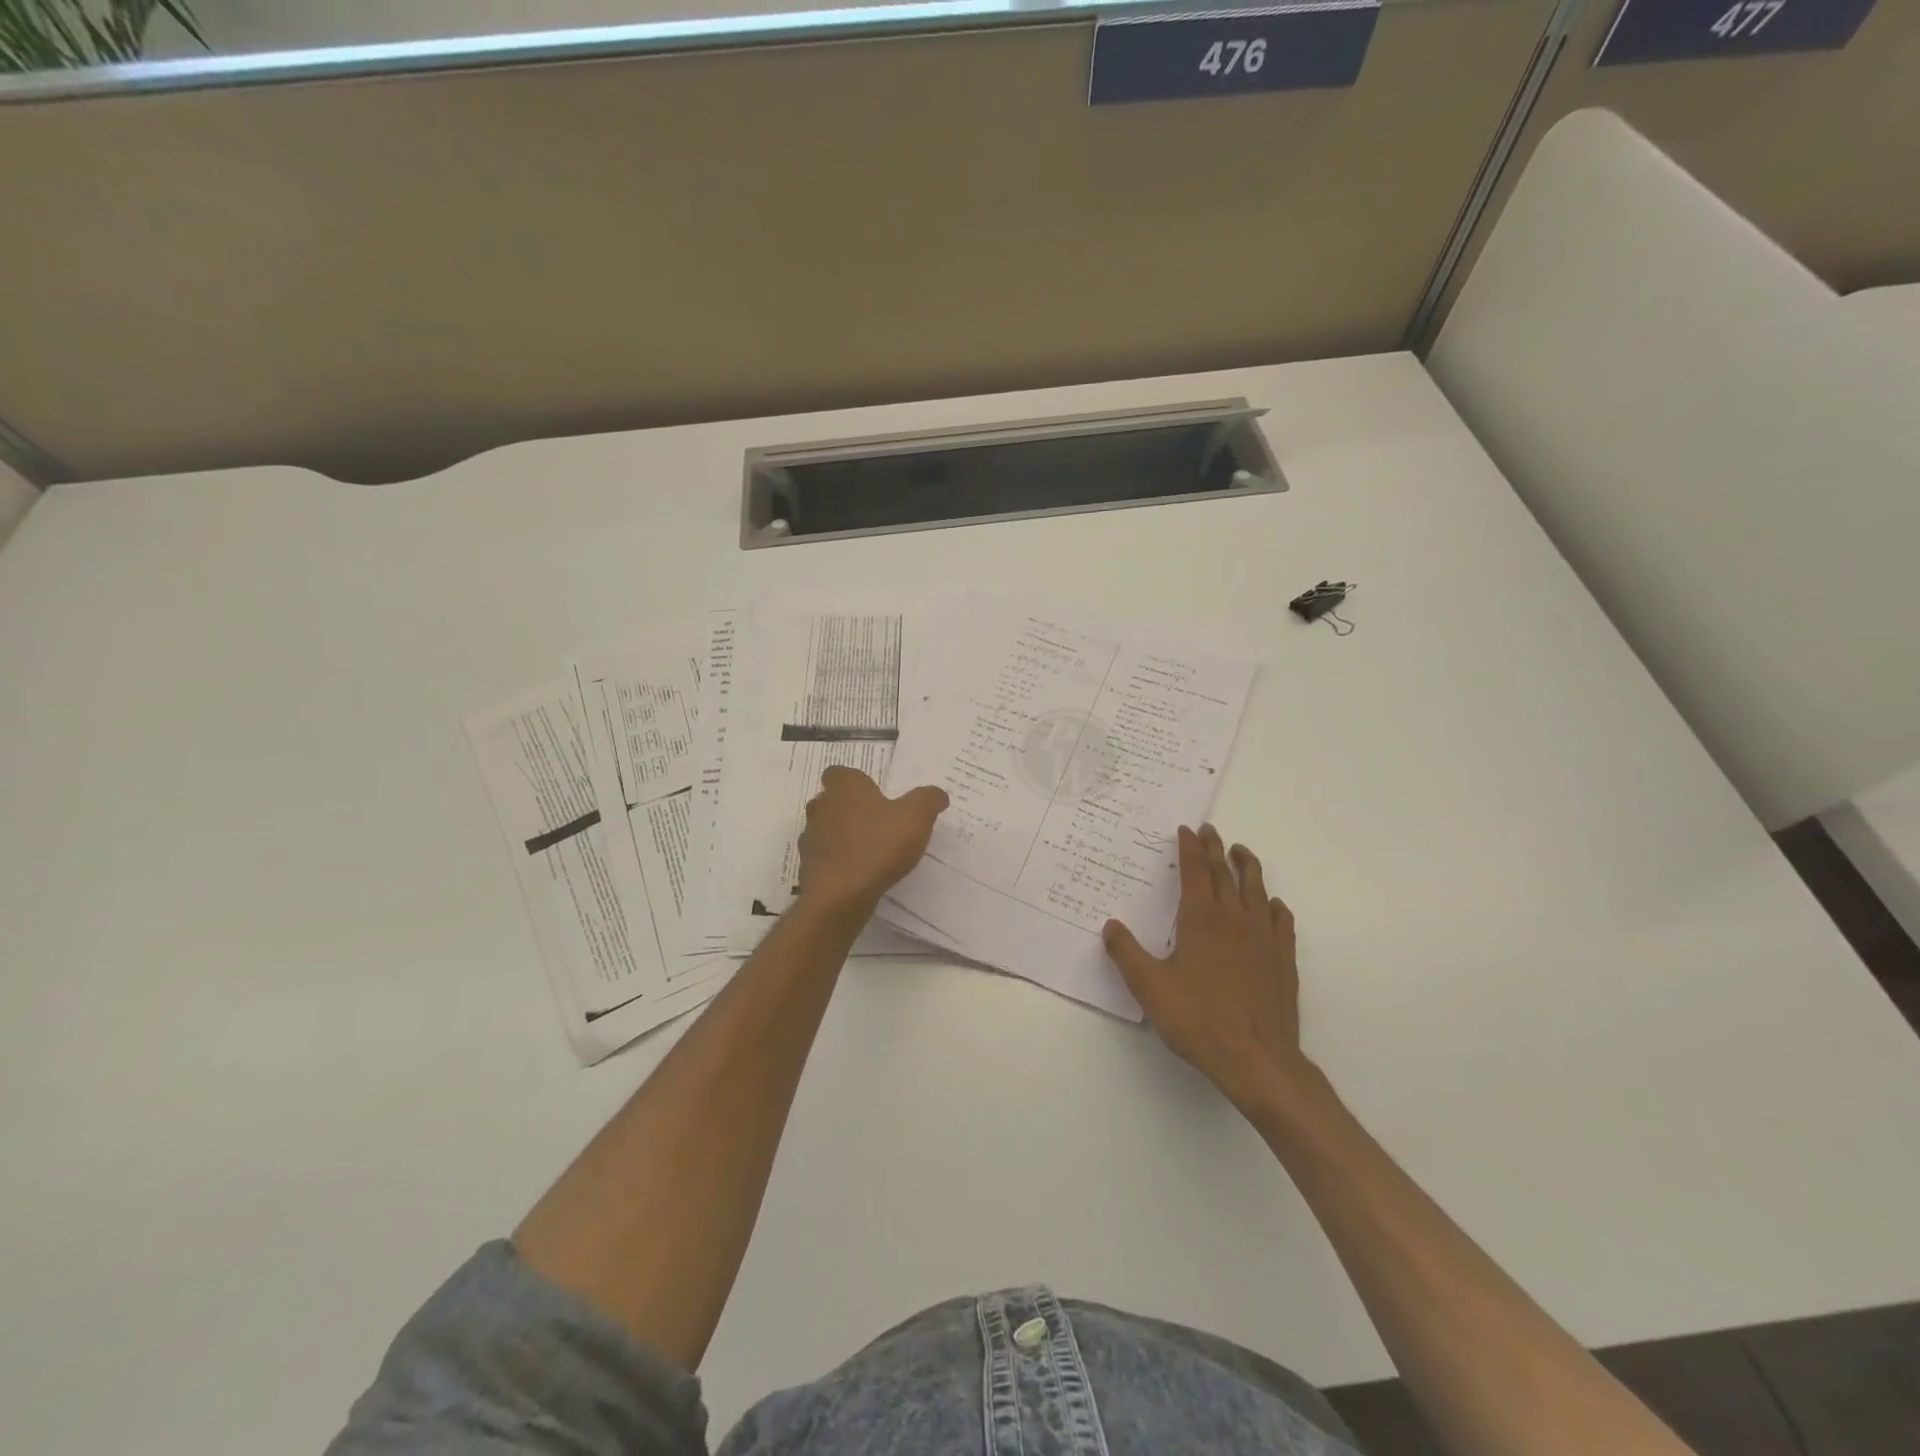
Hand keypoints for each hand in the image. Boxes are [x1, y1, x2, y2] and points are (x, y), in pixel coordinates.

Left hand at [797, 766, 948, 913]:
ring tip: (871, 852)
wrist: (839, 895)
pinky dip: (839, 863)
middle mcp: (821, 807)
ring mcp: (810, 838)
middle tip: (878, 822)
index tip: (875, 795)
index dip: (857, 782)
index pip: (840, 773)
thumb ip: (928, 800)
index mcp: (844, 787)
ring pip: (827, 830)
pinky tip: (860, 875)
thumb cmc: (877, 845)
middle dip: (851, 809)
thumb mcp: (916, 817)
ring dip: (844, 837)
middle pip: (832, 801)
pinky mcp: (808, 867)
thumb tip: (937, 794)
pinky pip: (826, 859)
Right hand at [1103, 825, 1309, 1114]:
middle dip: (1215, 848)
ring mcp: (1263, 938)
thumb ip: (1127, 954)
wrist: (1257, 1058)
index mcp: (1201, 919)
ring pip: (1256, 890)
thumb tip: (1110, 925)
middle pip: (1225, 873)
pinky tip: (1272, 904)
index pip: (1195, 871)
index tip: (1186, 830)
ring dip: (1247, 866)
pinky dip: (1274, 905)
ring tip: (1241, 851)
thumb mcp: (1149, 988)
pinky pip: (1281, 920)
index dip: (1190, 848)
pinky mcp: (1283, 959)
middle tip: (1210, 830)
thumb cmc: (1198, 1020)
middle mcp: (1234, 919)